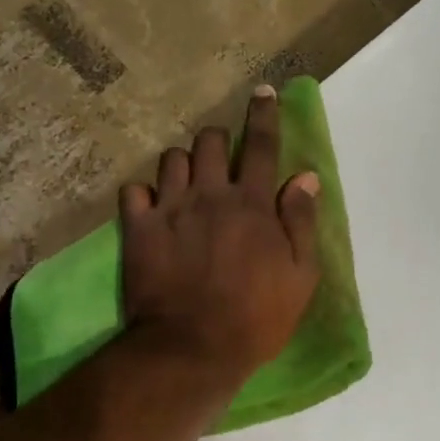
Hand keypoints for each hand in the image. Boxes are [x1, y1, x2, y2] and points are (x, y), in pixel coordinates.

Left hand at [120, 87, 321, 381]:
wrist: (191, 348)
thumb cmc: (255, 318)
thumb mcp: (300, 277)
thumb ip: (301, 222)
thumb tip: (305, 177)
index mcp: (252, 204)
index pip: (261, 145)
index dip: (264, 115)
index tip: (263, 92)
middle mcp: (210, 195)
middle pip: (210, 141)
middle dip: (217, 139)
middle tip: (221, 157)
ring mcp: (170, 210)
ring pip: (172, 159)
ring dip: (183, 163)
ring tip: (187, 182)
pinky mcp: (138, 230)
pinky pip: (134, 191)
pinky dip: (144, 193)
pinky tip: (151, 206)